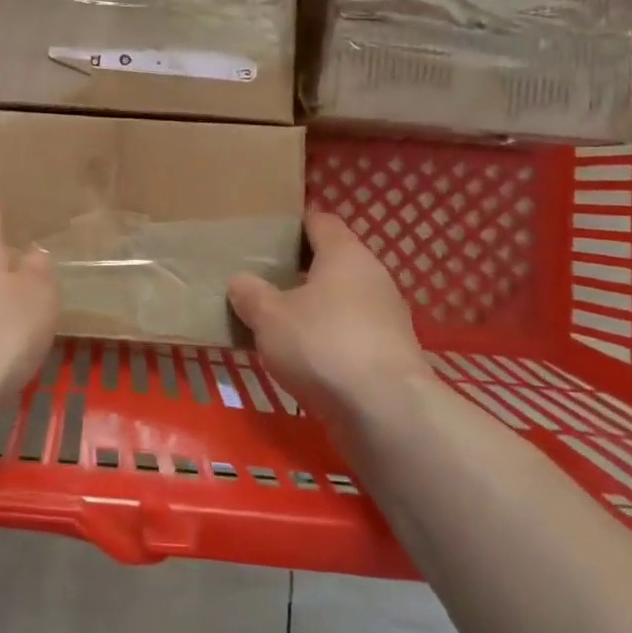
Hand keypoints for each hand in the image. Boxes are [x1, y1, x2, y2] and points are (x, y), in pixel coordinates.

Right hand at [227, 210, 432, 417]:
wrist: (385, 412)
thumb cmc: (322, 345)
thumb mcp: (268, 317)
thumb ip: (250, 294)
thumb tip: (240, 282)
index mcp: (345, 253)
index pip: (320, 220)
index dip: (293, 223)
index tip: (266, 232)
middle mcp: (372, 275)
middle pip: (333, 260)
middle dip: (300, 267)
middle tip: (263, 276)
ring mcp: (386, 316)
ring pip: (342, 298)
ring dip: (315, 305)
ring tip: (277, 318)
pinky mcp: (390, 353)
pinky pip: (351, 331)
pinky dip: (329, 336)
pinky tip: (303, 354)